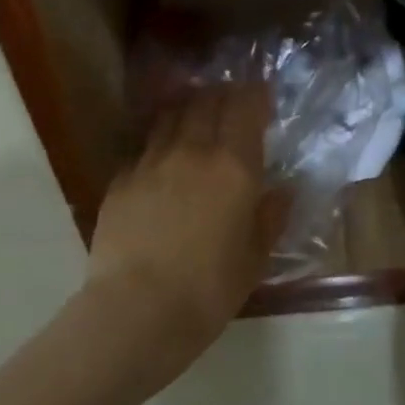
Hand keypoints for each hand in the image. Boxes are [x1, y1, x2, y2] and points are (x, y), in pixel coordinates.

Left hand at [78, 83, 284, 394]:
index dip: (255, 94)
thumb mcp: (254, 259)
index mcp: (233, 166)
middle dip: (222, 95)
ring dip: (188, 111)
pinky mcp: (120, 180)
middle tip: (231, 104)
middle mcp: (192, 151)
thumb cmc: (208, 289)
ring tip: (195, 121)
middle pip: (206, 101)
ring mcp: (150, 162)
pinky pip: (144, 148)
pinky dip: (159, 145)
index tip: (262, 98)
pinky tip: (161, 163)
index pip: (245, 106)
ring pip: (171, 116)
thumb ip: (270, 218)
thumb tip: (283, 191)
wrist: (136, 310)